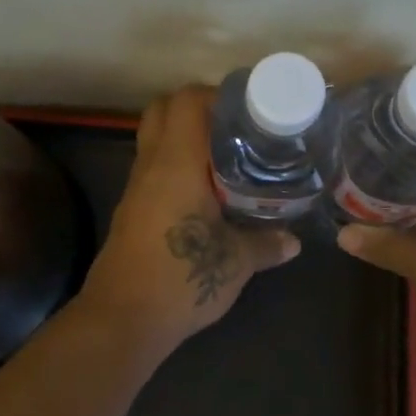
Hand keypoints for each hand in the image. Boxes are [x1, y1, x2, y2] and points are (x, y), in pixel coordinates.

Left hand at [76, 85, 300, 350]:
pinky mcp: (131, 211)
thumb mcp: (235, 262)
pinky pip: (153, 169)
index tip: (247, 107)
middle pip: (162, 110)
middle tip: (234, 126)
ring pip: (155, 140)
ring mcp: (136, 188)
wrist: (122, 321)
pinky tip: (205, 190)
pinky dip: (176, 165)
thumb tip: (293, 240)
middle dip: (197, 108)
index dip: (216, 94)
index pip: (187, 101)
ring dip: (185, 138)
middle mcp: (151, 166)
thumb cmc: (181, 279)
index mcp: (177, 163)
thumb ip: (266, 244)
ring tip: (227, 156)